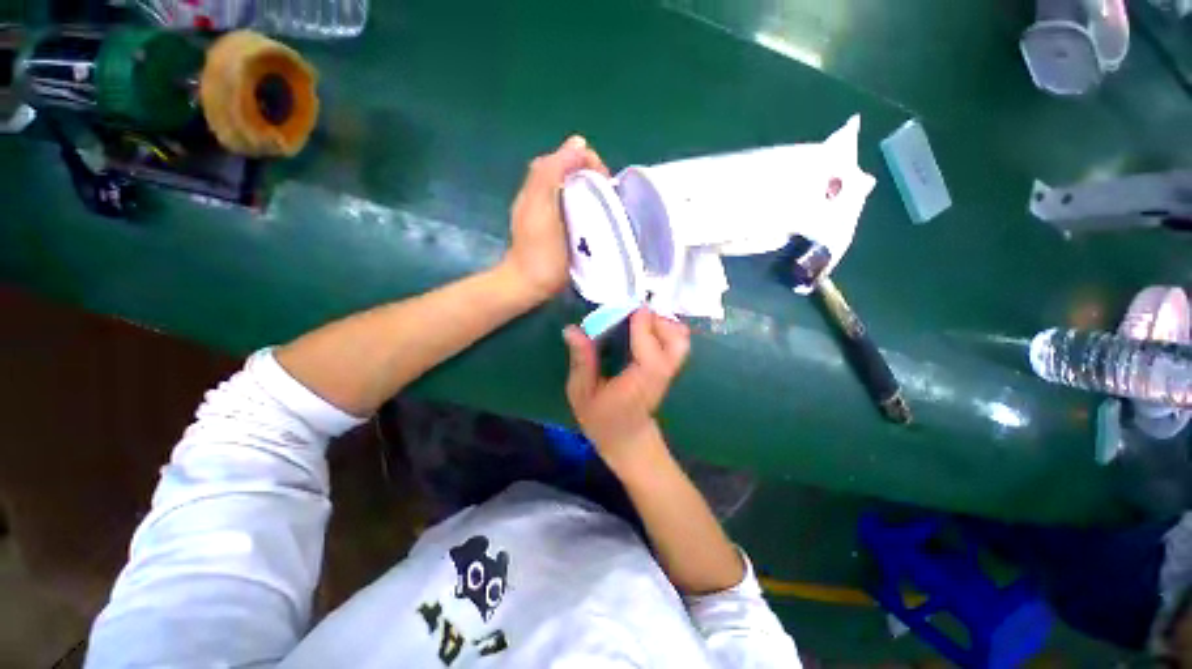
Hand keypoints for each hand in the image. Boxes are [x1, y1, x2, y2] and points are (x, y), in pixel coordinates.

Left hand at [503, 136, 608, 303]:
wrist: (530, 284)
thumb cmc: (539, 249)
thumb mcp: (542, 207)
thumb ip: (551, 172)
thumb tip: (579, 144)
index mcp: (539, 185)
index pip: (564, 158)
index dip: (586, 160)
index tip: (604, 179)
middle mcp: (543, 195)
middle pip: (570, 173)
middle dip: (592, 175)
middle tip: (608, 194)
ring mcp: (550, 214)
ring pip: (573, 191)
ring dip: (591, 191)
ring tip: (607, 204)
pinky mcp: (558, 230)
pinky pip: (575, 209)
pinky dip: (587, 207)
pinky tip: (596, 219)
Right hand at [562, 309, 690, 475]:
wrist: (627, 438)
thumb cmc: (601, 418)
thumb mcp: (581, 393)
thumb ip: (581, 361)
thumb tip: (572, 329)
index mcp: (637, 385)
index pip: (651, 356)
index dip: (644, 329)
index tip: (630, 308)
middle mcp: (659, 375)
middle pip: (677, 342)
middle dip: (658, 320)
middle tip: (631, 312)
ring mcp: (668, 370)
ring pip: (681, 339)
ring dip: (662, 321)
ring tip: (637, 318)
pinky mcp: (668, 366)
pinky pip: (676, 340)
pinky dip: (665, 327)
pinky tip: (643, 326)